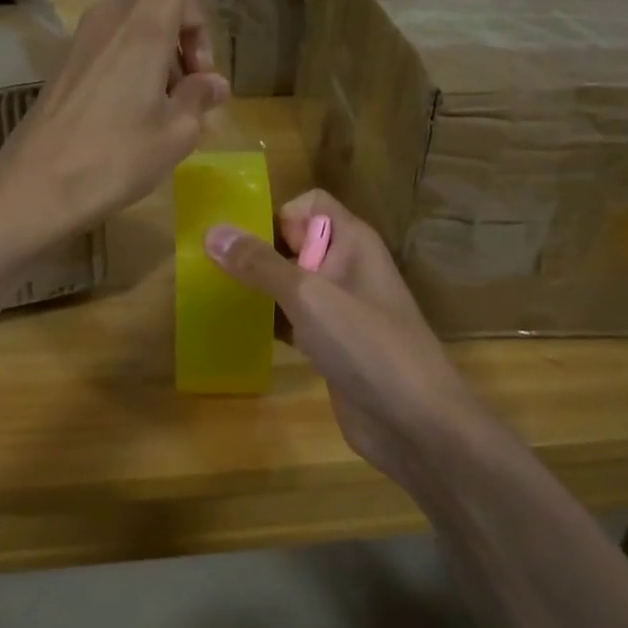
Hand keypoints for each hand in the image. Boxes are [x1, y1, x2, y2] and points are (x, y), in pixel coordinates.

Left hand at [0, 0, 259, 243]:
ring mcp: (90, 34)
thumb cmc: (112, 159)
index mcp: (146, 20)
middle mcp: (115, 13)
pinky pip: (124, 36)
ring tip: (177, 103)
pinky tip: (148, 107)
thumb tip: (211, 84)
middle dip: (200, 25)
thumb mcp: (175, 133)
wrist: (34, 188)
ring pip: (148, 12)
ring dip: (176, 45)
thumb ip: (200, 96)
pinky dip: (149, 57)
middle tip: (202, 82)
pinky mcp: (75, 58)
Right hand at [205, 190, 479, 492]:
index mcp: (352, 241)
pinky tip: (240, 330)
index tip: (245, 245)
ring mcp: (340, 308)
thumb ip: (260, 264)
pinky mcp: (331, 343)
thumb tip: (212, 231)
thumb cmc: (366, 345)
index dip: (277, 216)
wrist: (416, 424)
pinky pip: (293, 318)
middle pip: (295, 241)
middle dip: (257, 250)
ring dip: (259, 286)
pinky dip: (269, 319)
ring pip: (291, 282)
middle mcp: (346, 266)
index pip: (309, 204)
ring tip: (216, 294)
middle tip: (212, 268)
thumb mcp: (309, 297)